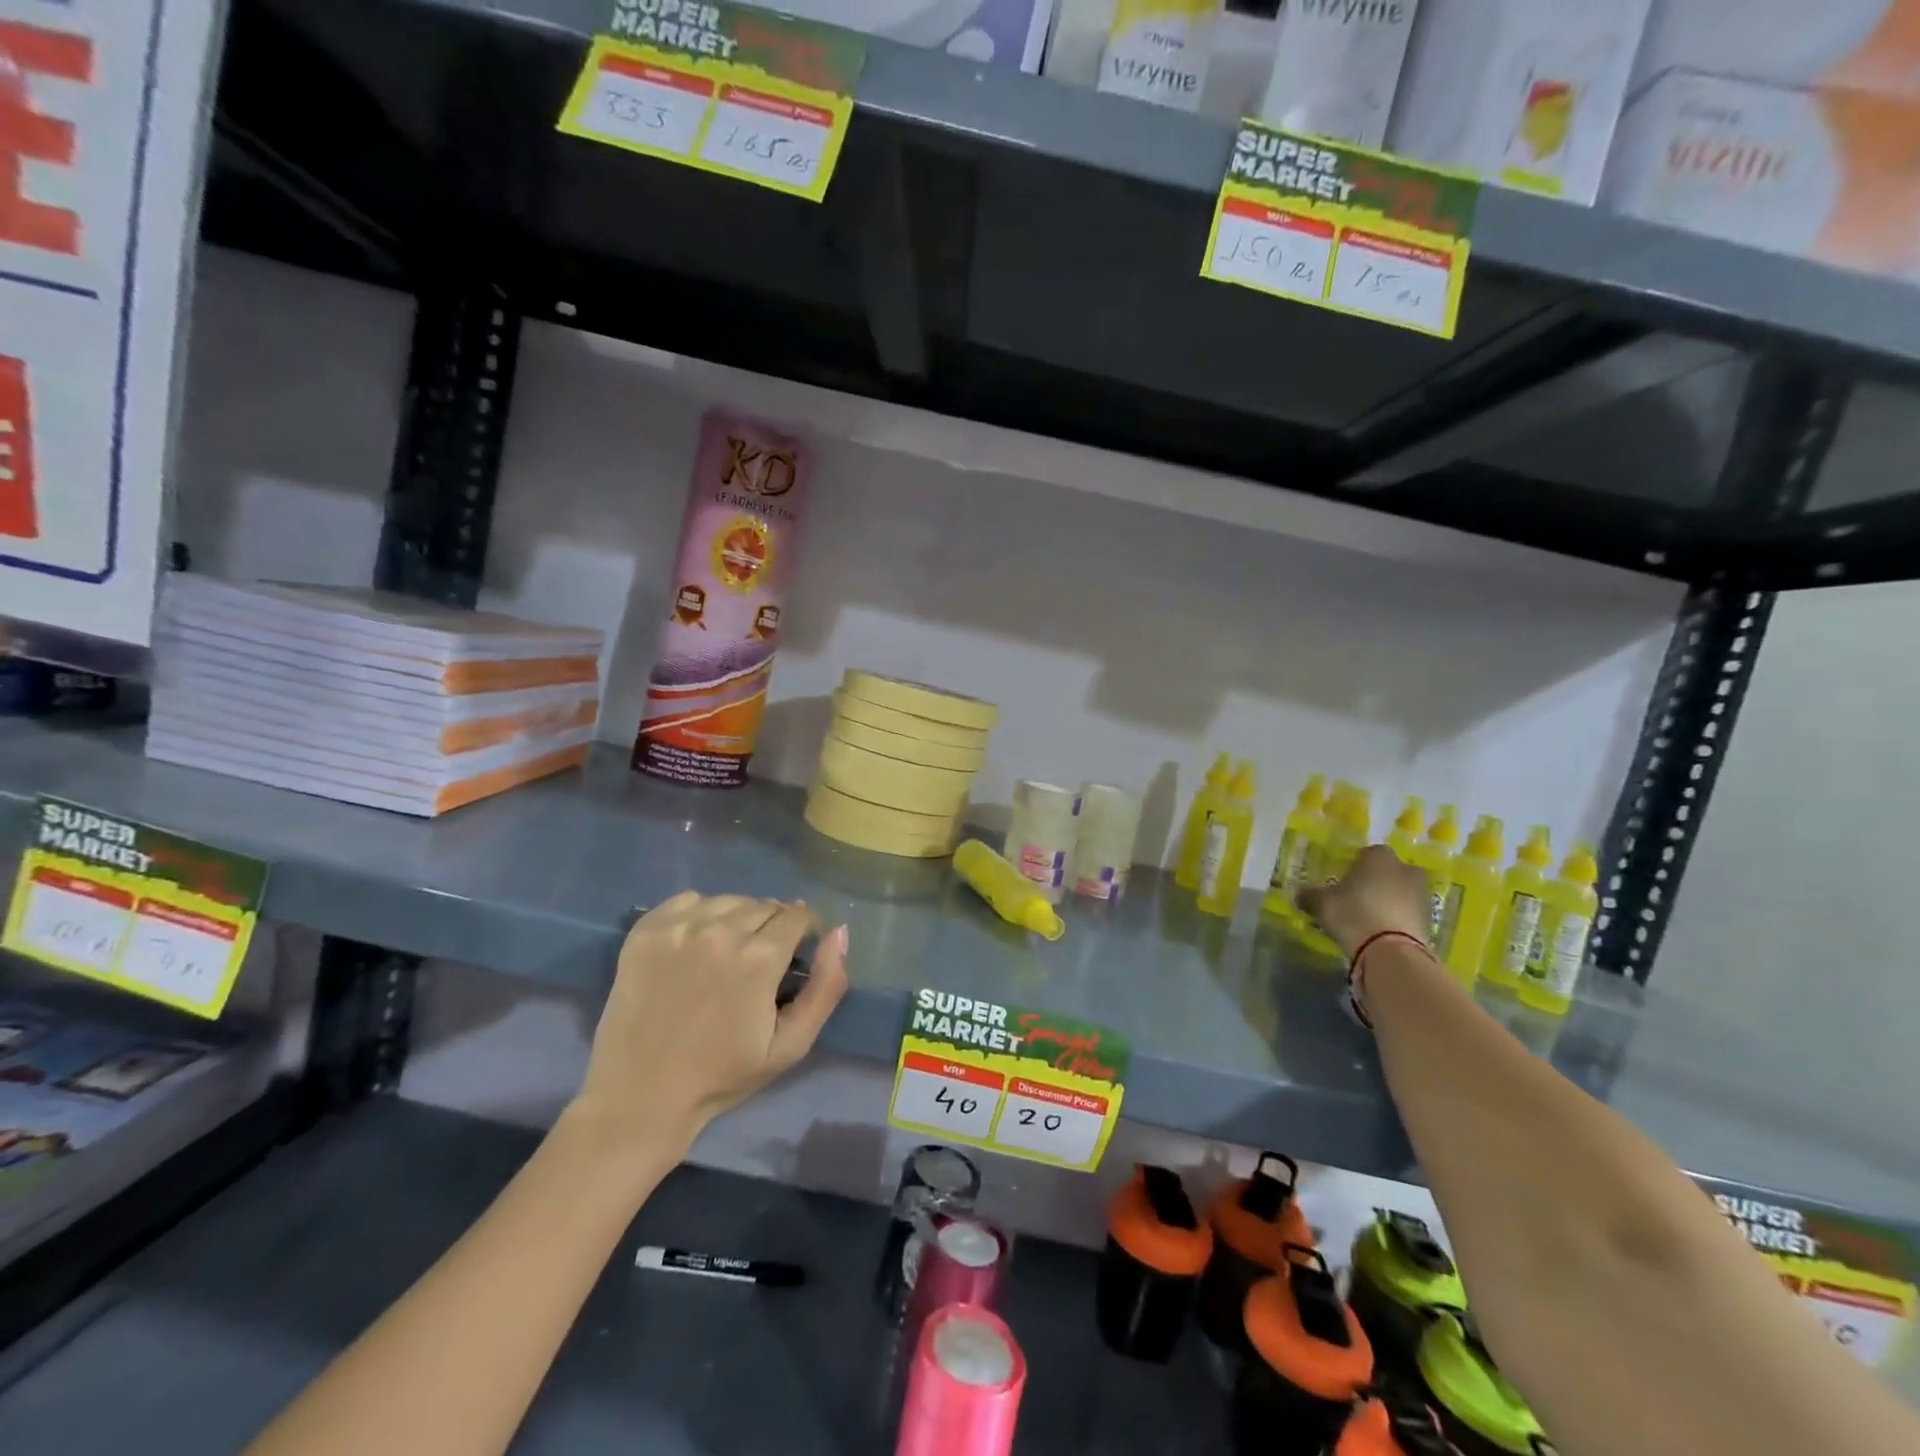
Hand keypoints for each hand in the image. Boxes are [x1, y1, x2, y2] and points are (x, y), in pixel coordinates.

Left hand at [568, 893, 848, 1155]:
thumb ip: (826, 986)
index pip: (798, 916)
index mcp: (759, 957)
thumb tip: (839, 933)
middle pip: (764, 905)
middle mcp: (721, 930)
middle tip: (762, 961)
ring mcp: (679, 928)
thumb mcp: (791, 1045)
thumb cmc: (722, 1076)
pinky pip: (688, 900)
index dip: (805, 931)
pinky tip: (697, 943)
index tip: (799, 952)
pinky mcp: (645, 931)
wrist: (640, 1098)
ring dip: (739, 918)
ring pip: (729, 900)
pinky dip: (700, 913)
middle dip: (774, 926)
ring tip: (730, 951)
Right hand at [1297, 844, 1429, 957]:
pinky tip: (1382, 932)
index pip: (1367, 853)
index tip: (1343, 881)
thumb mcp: (1322, 904)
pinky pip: (1409, 913)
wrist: (1390, 951)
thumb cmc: (1352, 913)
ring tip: (1369, 919)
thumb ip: (1310, 896)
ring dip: (1389, 900)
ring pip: (1401, 892)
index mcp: (1379, 857)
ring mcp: (1421, 894)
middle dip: (1376, 881)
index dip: (1355, 866)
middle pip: (1388, 871)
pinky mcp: (1430, 919)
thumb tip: (1300, 895)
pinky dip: (1398, 919)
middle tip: (1357, 898)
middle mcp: (1405, 869)